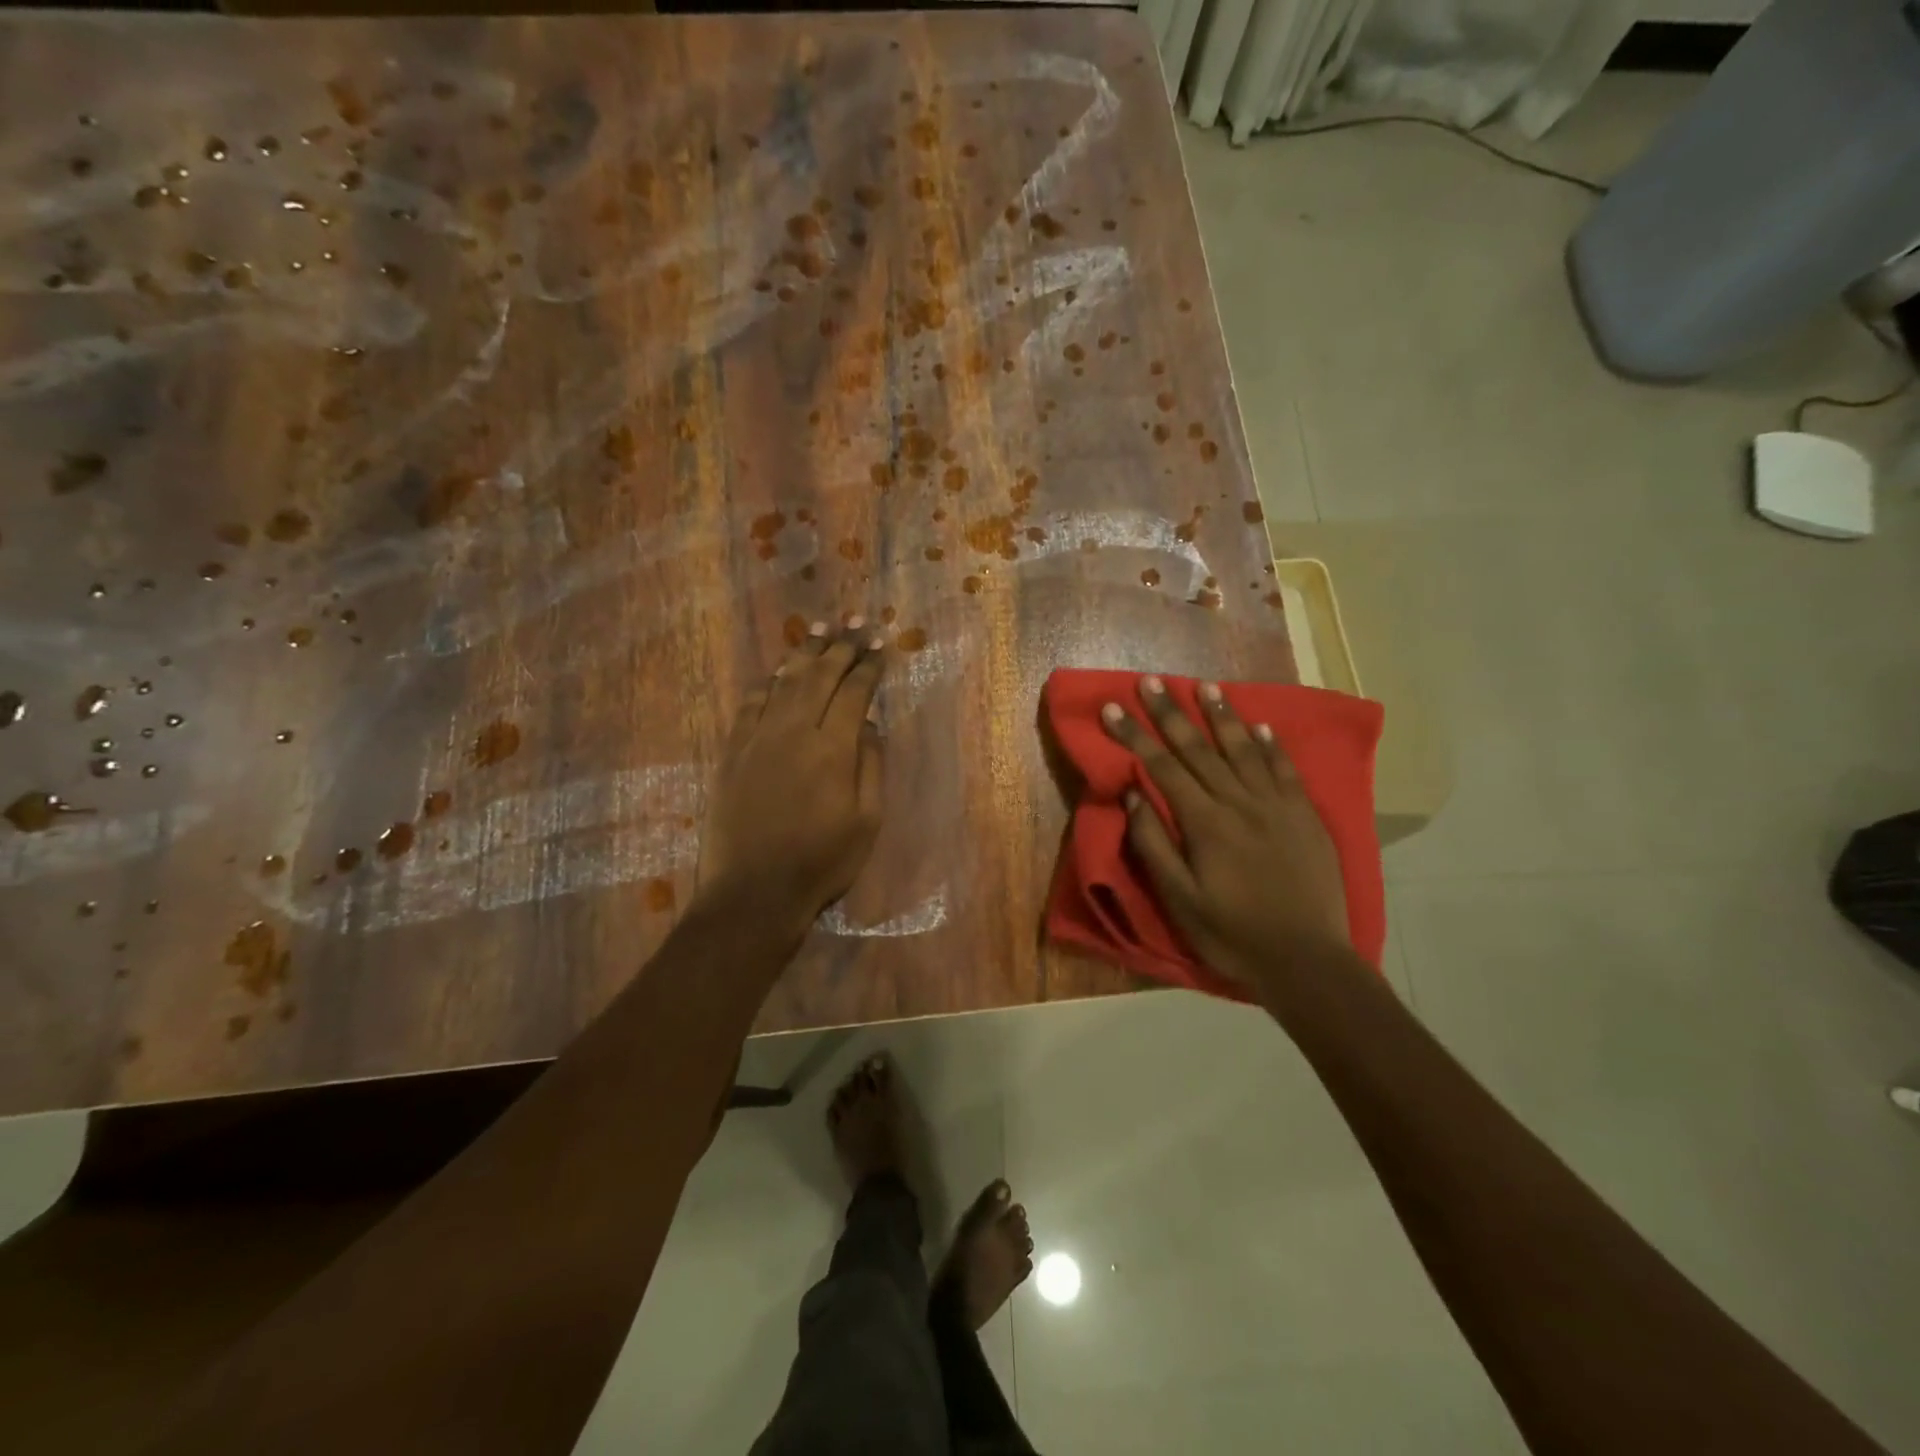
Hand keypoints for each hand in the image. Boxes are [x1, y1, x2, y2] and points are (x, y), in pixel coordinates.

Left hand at [696, 621, 884, 931]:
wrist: (754, 891)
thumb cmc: (822, 862)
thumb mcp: (867, 821)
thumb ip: (871, 766)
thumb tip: (870, 724)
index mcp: (833, 748)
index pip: (855, 692)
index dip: (869, 666)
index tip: (880, 646)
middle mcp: (795, 731)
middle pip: (820, 676)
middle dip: (841, 646)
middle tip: (854, 623)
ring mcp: (758, 739)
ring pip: (784, 682)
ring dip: (805, 653)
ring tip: (820, 630)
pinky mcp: (732, 752)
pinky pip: (750, 704)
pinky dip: (767, 682)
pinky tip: (778, 672)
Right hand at [1101, 676, 1351, 995]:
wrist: (1307, 961)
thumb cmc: (1232, 934)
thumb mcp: (1179, 899)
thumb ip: (1153, 844)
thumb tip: (1133, 793)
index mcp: (1205, 823)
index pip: (1162, 767)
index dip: (1135, 735)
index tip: (1113, 707)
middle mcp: (1240, 802)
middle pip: (1199, 748)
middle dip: (1170, 713)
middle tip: (1150, 680)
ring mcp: (1277, 806)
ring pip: (1244, 749)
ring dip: (1222, 715)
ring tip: (1204, 685)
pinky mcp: (1305, 815)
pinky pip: (1285, 769)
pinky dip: (1271, 745)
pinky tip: (1260, 725)